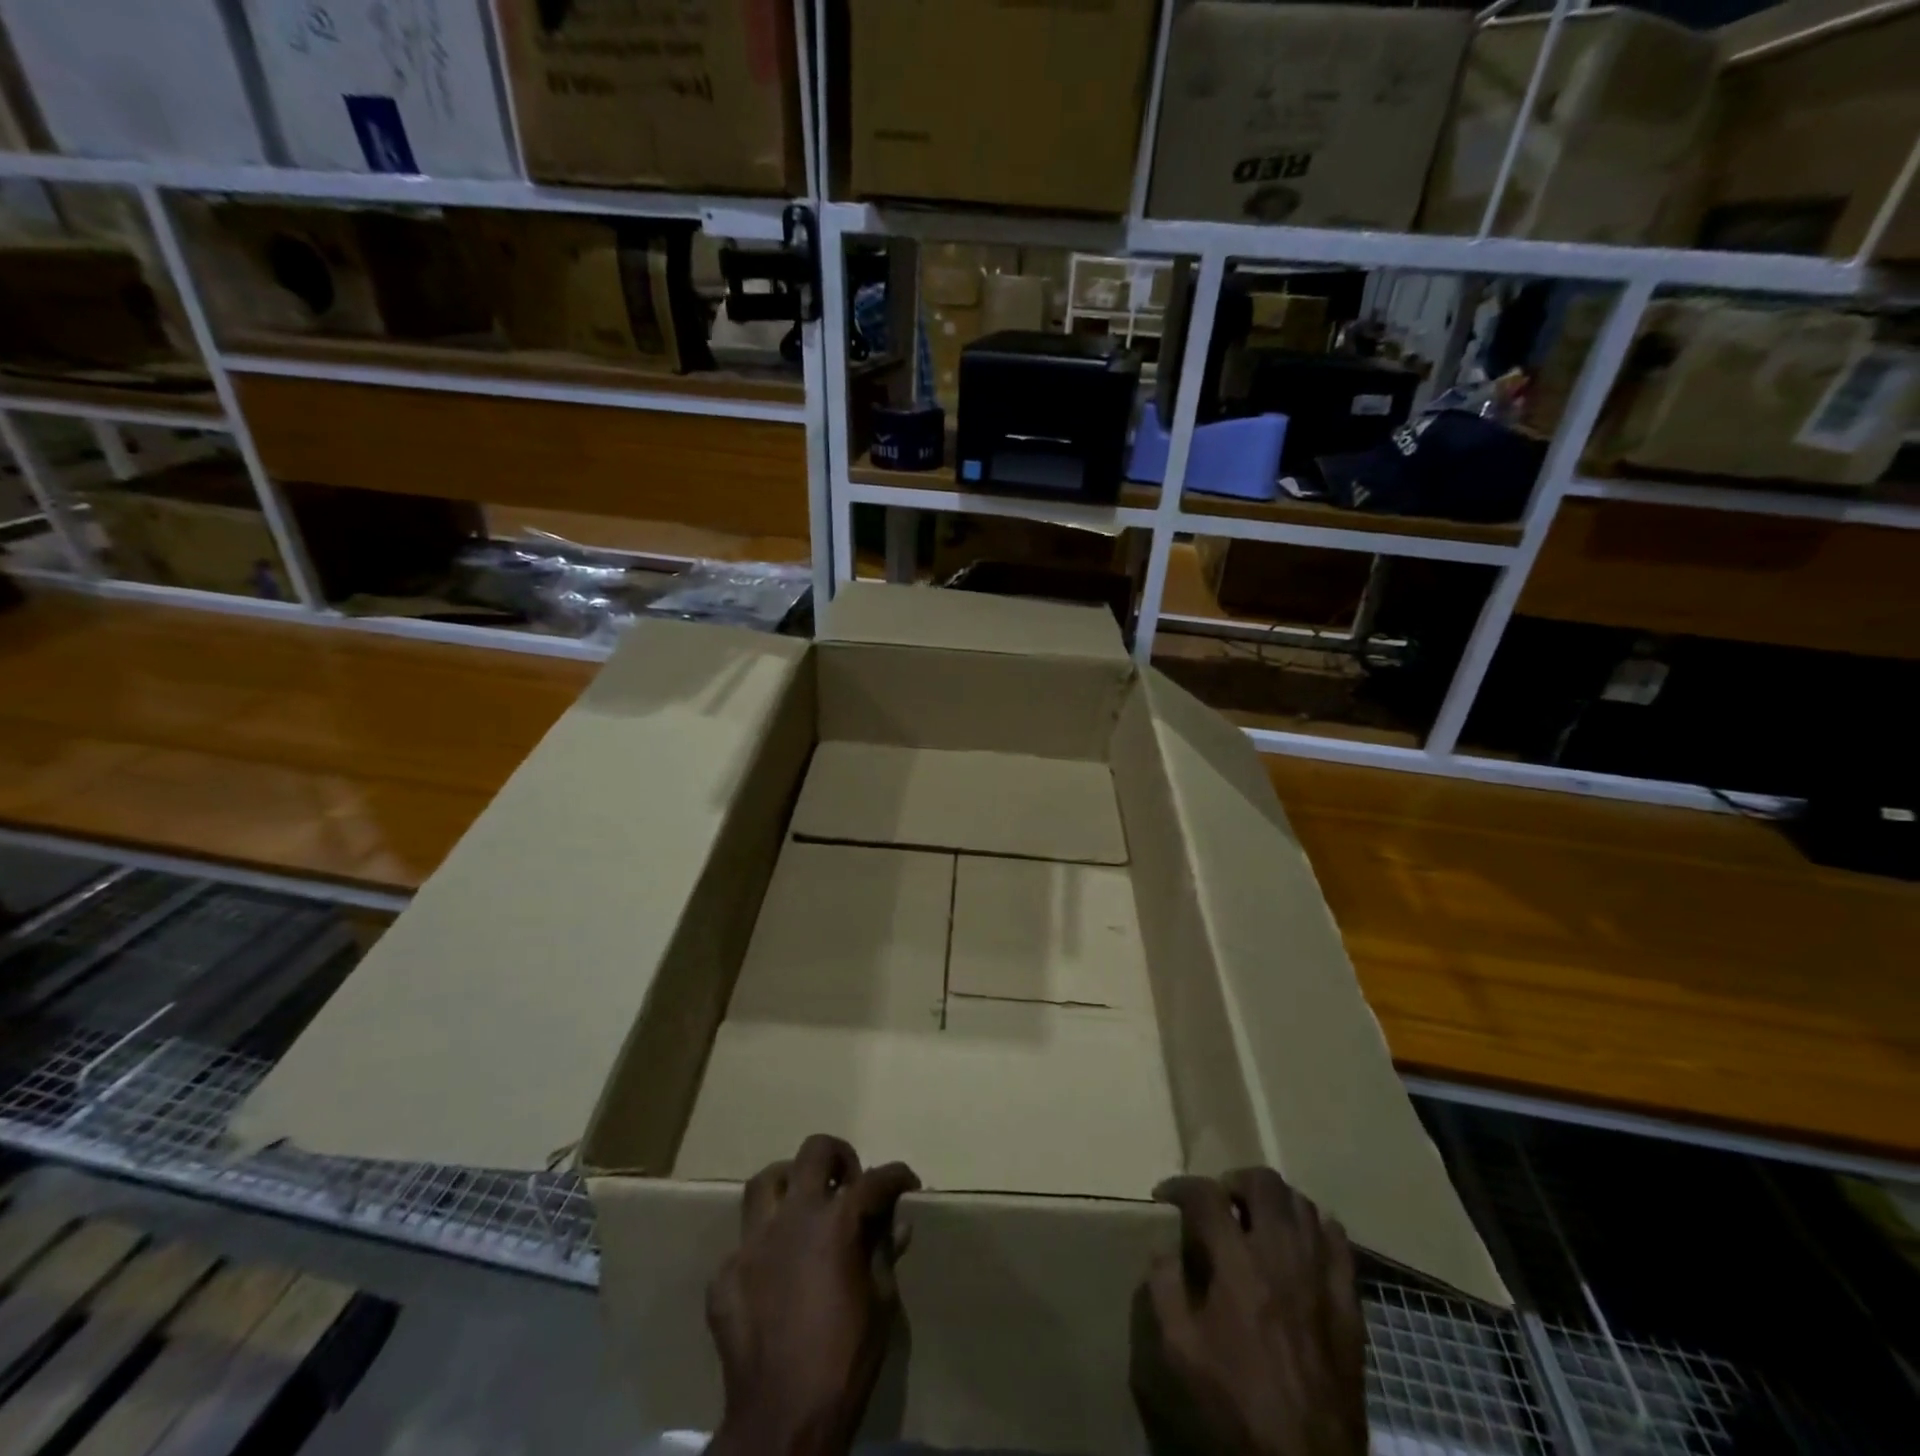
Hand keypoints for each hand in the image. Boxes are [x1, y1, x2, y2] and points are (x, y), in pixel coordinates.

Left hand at [706, 1135, 920, 1455]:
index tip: (907, 1183)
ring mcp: (752, 1243)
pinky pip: (744, 1243)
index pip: (875, 1180)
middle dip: (838, 1156)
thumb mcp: (880, 1304)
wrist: (781, 1422)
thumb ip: (884, 1254)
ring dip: (788, 1184)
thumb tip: (897, 1225)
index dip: (897, 1176)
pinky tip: (773, 1272)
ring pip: (765, 1182)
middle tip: (848, 1179)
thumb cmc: (844, 1361)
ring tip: (803, 1204)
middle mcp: (793, 1216)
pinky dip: (763, 1247)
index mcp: (836, 1222)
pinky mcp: (725, 1275)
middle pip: (813, 1152)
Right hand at [1132, 1168, 1367, 1455]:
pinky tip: (1302, 1244)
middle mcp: (1281, 1254)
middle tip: (1220, 1203)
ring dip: (1274, 1202)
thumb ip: (1165, 1288)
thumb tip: (1163, 1248)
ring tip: (1258, 1220)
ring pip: (1302, 1203)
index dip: (1180, 1186)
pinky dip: (1317, 1228)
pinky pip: (1339, 1240)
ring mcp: (1320, 1275)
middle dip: (1234, 1181)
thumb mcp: (1181, 1351)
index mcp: (1237, 1264)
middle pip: (1262, 1182)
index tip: (1166, 1196)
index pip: (1205, 1195)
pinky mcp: (1349, 1300)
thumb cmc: (1237, 1403)